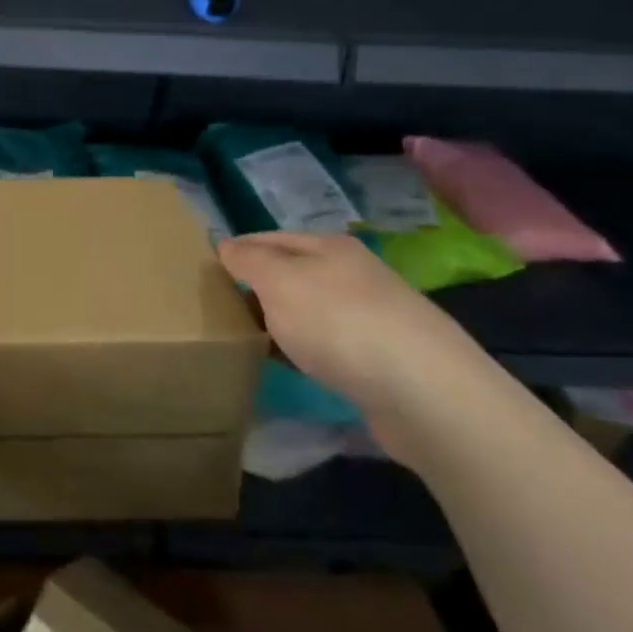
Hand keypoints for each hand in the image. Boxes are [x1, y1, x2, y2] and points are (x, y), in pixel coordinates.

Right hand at [218, 231, 493, 465]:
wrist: (428, 393)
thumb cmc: (340, 323)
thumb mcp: (278, 280)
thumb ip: (247, 260)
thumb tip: (226, 247)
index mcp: (329, 246)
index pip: (268, 238)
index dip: (235, 252)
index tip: (204, 275)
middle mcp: (354, 274)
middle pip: (291, 274)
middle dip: (257, 290)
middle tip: (221, 313)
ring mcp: (374, 316)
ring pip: (310, 312)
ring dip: (283, 325)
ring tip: (252, 344)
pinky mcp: (386, 359)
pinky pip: (331, 347)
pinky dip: (308, 354)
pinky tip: (295, 370)